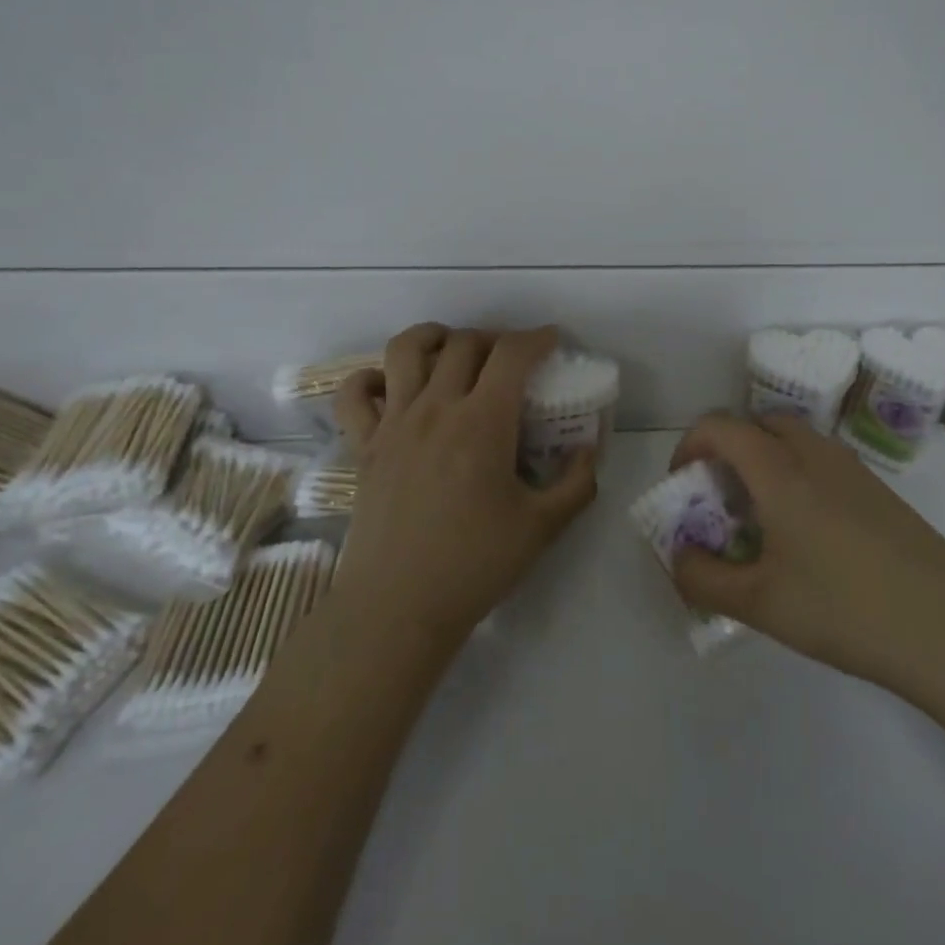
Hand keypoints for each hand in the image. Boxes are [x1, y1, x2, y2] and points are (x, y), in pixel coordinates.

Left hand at [330, 324, 598, 659]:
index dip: (537, 338)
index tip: (552, 340)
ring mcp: (394, 423)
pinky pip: (355, 393)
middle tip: (512, 359)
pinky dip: (371, 378)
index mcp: (483, 423)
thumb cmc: (475, 565)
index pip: (512, 354)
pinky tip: (392, 387)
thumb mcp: (543, 527)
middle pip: (465, 343)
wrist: (398, 607)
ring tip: (452, 350)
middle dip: (495, 339)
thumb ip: (577, 483)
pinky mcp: (364, 445)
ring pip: (406, 349)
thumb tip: (589, 450)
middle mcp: (436, 409)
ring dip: (435, 337)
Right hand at [668, 413, 944, 704]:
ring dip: (764, 462)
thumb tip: (678, 557)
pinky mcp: (880, 492)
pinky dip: (796, 476)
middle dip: (728, 449)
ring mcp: (854, 471)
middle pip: (759, 424)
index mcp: (780, 471)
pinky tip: (807, 536)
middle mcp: (816, 455)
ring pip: (794, 441)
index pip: (720, 427)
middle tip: (720, 498)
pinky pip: (822, 463)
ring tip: (760, 519)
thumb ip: (702, 579)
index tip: (681, 485)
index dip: (689, 446)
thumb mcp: (758, 604)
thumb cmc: (844, 609)